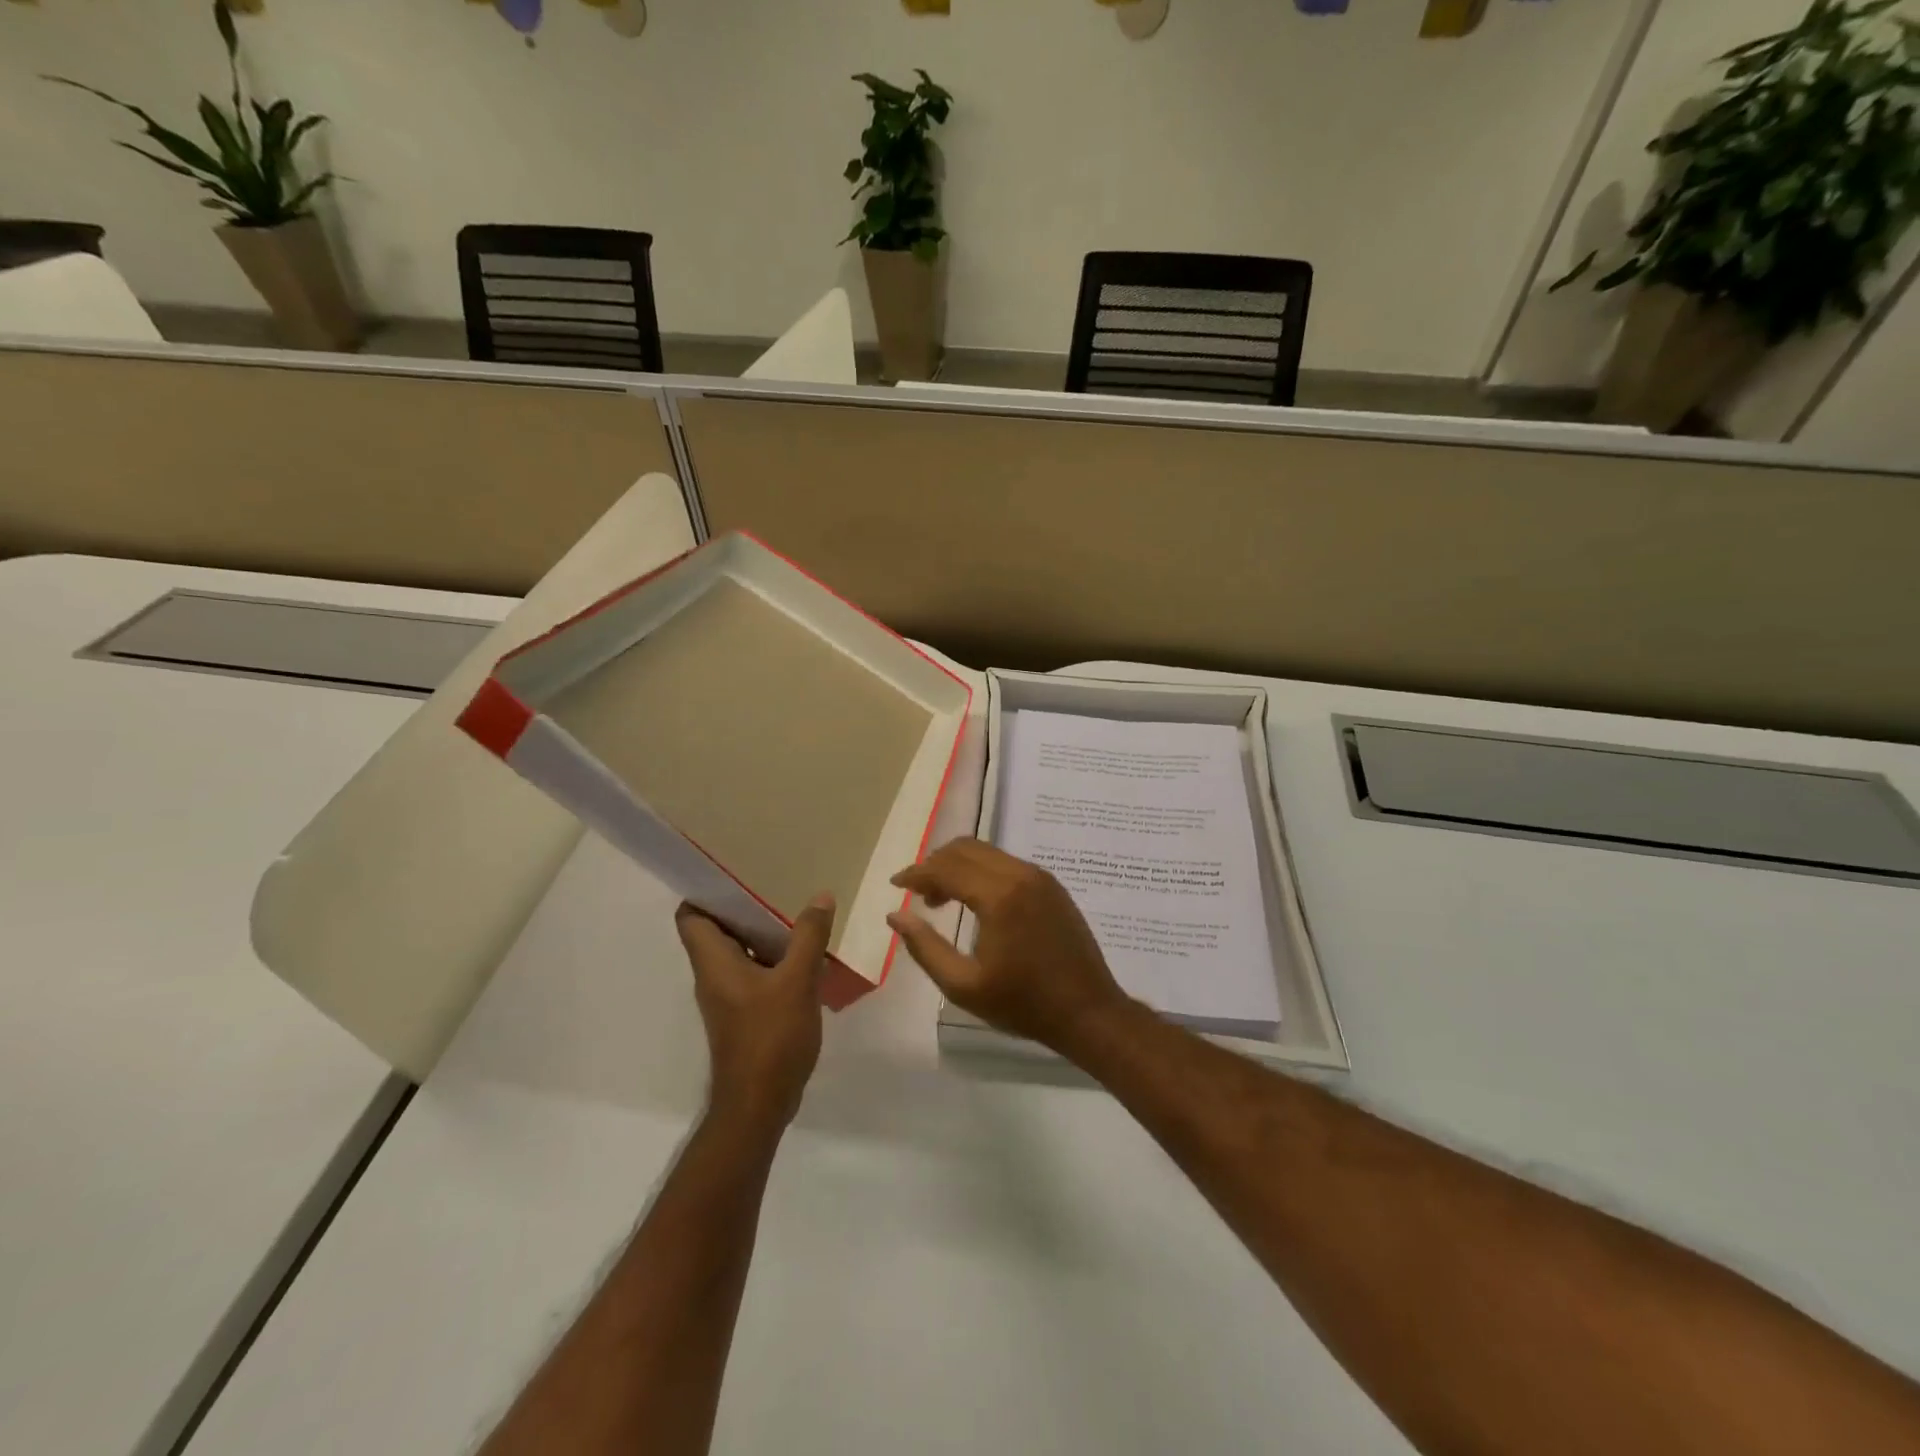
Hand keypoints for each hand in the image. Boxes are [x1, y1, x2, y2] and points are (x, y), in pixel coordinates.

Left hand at [674, 894, 833, 1131]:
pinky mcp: (744, 1013)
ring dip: (762, 931)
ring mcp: (728, 996)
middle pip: (717, 929)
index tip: (734, 869)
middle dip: (743, 904)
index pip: (690, 915)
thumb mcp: (796, 981)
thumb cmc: (769, 1038)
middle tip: (775, 880)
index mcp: (713, 962)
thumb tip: (821, 896)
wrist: (759, 1104)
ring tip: (794, 908)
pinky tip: (804, 952)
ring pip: (738, 951)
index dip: (705, 890)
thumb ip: (808, 937)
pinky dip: (772, 957)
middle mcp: (713, 975)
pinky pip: (754, 971)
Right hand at [888, 839, 1129, 1052]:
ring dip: (958, 866)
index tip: (895, 885)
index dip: (916, 874)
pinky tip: (976, 901)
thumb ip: (925, 947)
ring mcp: (1040, 877)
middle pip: (966, 849)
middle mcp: (1020, 874)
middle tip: (918, 894)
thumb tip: (897, 915)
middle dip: (935, 864)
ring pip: (987, 852)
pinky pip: (1007, 863)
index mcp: (999, 896)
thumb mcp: (964, 986)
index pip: (946, 868)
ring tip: (942, 899)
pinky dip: (982, 871)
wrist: (1088, 1011)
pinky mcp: (1052, 885)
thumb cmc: (1023, 1004)